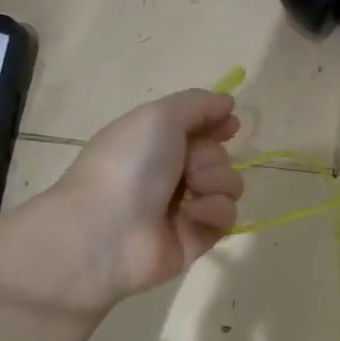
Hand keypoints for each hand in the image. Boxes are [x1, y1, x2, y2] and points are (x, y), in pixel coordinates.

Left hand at [0, 89, 243, 316]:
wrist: (108, 229)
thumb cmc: (130, 164)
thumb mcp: (159, 116)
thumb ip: (198, 104)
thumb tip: (227, 102)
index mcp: (154, 143)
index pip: (197, 129)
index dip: (216, 124)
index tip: (230, 125)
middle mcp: (169, 174)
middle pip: (218, 156)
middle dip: (211, 157)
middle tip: (189, 166)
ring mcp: (183, 208)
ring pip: (228, 185)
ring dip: (217, 181)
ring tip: (193, 190)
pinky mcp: (196, 238)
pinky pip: (226, 217)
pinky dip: (213, 211)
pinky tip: (191, 215)